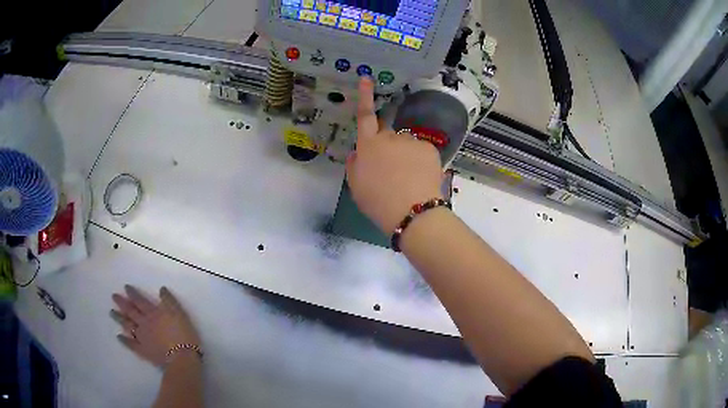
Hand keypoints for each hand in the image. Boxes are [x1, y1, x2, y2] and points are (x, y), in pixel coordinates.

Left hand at [111, 285, 200, 367]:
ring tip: (112, 312)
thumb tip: (161, 289)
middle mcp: (144, 323)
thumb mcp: (180, 314)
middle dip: (121, 303)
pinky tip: (119, 337)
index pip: (140, 300)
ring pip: (128, 325)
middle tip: (113, 296)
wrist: (181, 359)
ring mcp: (142, 337)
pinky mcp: (143, 350)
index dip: (132, 293)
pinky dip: (124, 340)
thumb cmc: (183, 335)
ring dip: (119, 318)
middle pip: (130, 311)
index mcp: (152, 313)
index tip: (125, 287)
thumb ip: (169, 301)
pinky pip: (131, 344)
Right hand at [346, 78, 443, 234]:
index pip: (365, 115)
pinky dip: (420, 161)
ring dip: (405, 156)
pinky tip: (420, 177)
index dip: (365, 95)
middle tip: (391, 172)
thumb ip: (355, 164)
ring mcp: (411, 141)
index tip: (367, 77)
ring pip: (405, 144)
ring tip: (408, 179)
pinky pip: (421, 151)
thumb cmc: (378, 202)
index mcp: (368, 145)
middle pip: (387, 136)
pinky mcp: (429, 148)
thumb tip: (359, 152)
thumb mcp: (356, 186)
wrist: (412, 212)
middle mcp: (390, 137)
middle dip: (387, 147)